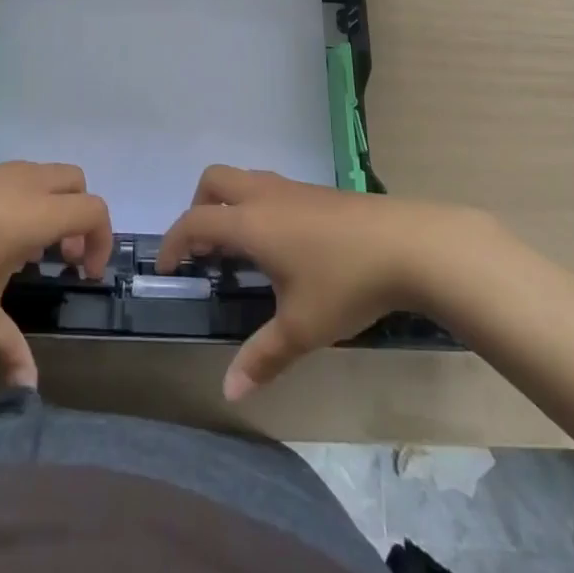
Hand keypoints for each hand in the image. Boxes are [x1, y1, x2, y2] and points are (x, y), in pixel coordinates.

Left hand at [0, 163, 111, 387]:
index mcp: (37, 213)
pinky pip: (15, 178)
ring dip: (50, 207)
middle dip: (79, 217)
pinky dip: (22, 200)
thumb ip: (8, 347)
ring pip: (44, 176)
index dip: (101, 241)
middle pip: (76, 182)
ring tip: (22, 252)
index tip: (82, 275)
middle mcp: (25, 183)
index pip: (93, 210)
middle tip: (60, 258)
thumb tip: (29, 388)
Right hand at [158, 165, 487, 399]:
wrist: (407, 244)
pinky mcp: (317, 192)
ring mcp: (293, 188)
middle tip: (204, 250)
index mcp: (251, 222)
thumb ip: (262, 357)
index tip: (166, 268)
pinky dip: (255, 207)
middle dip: (198, 209)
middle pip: (213, 181)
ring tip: (239, 250)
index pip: (194, 221)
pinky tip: (281, 246)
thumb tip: (228, 392)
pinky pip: (269, 189)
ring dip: (228, 206)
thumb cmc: (345, 283)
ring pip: (243, 180)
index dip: (173, 242)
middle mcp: (264, 195)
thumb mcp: (302, 328)